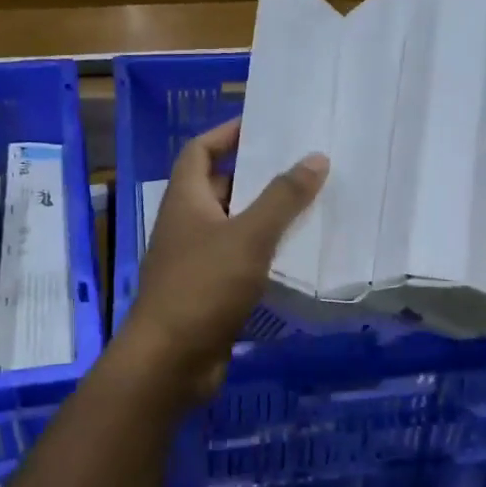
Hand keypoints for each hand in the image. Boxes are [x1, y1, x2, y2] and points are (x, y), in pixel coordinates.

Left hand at [125, 118, 327, 400]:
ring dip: (266, 218)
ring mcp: (196, 262)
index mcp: (185, 200)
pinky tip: (297, 257)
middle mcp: (186, 226)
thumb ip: (282, 198)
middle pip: (221, 188)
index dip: (227, 133)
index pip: (200, 150)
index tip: (265, 125)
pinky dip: (264, 256)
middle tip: (303, 168)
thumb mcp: (248, 236)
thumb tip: (315, 157)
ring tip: (311, 207)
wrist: (170, 361)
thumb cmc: (203, 287)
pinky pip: (240, 263)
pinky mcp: (209, 294)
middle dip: (258, 177)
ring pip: (234, 229)